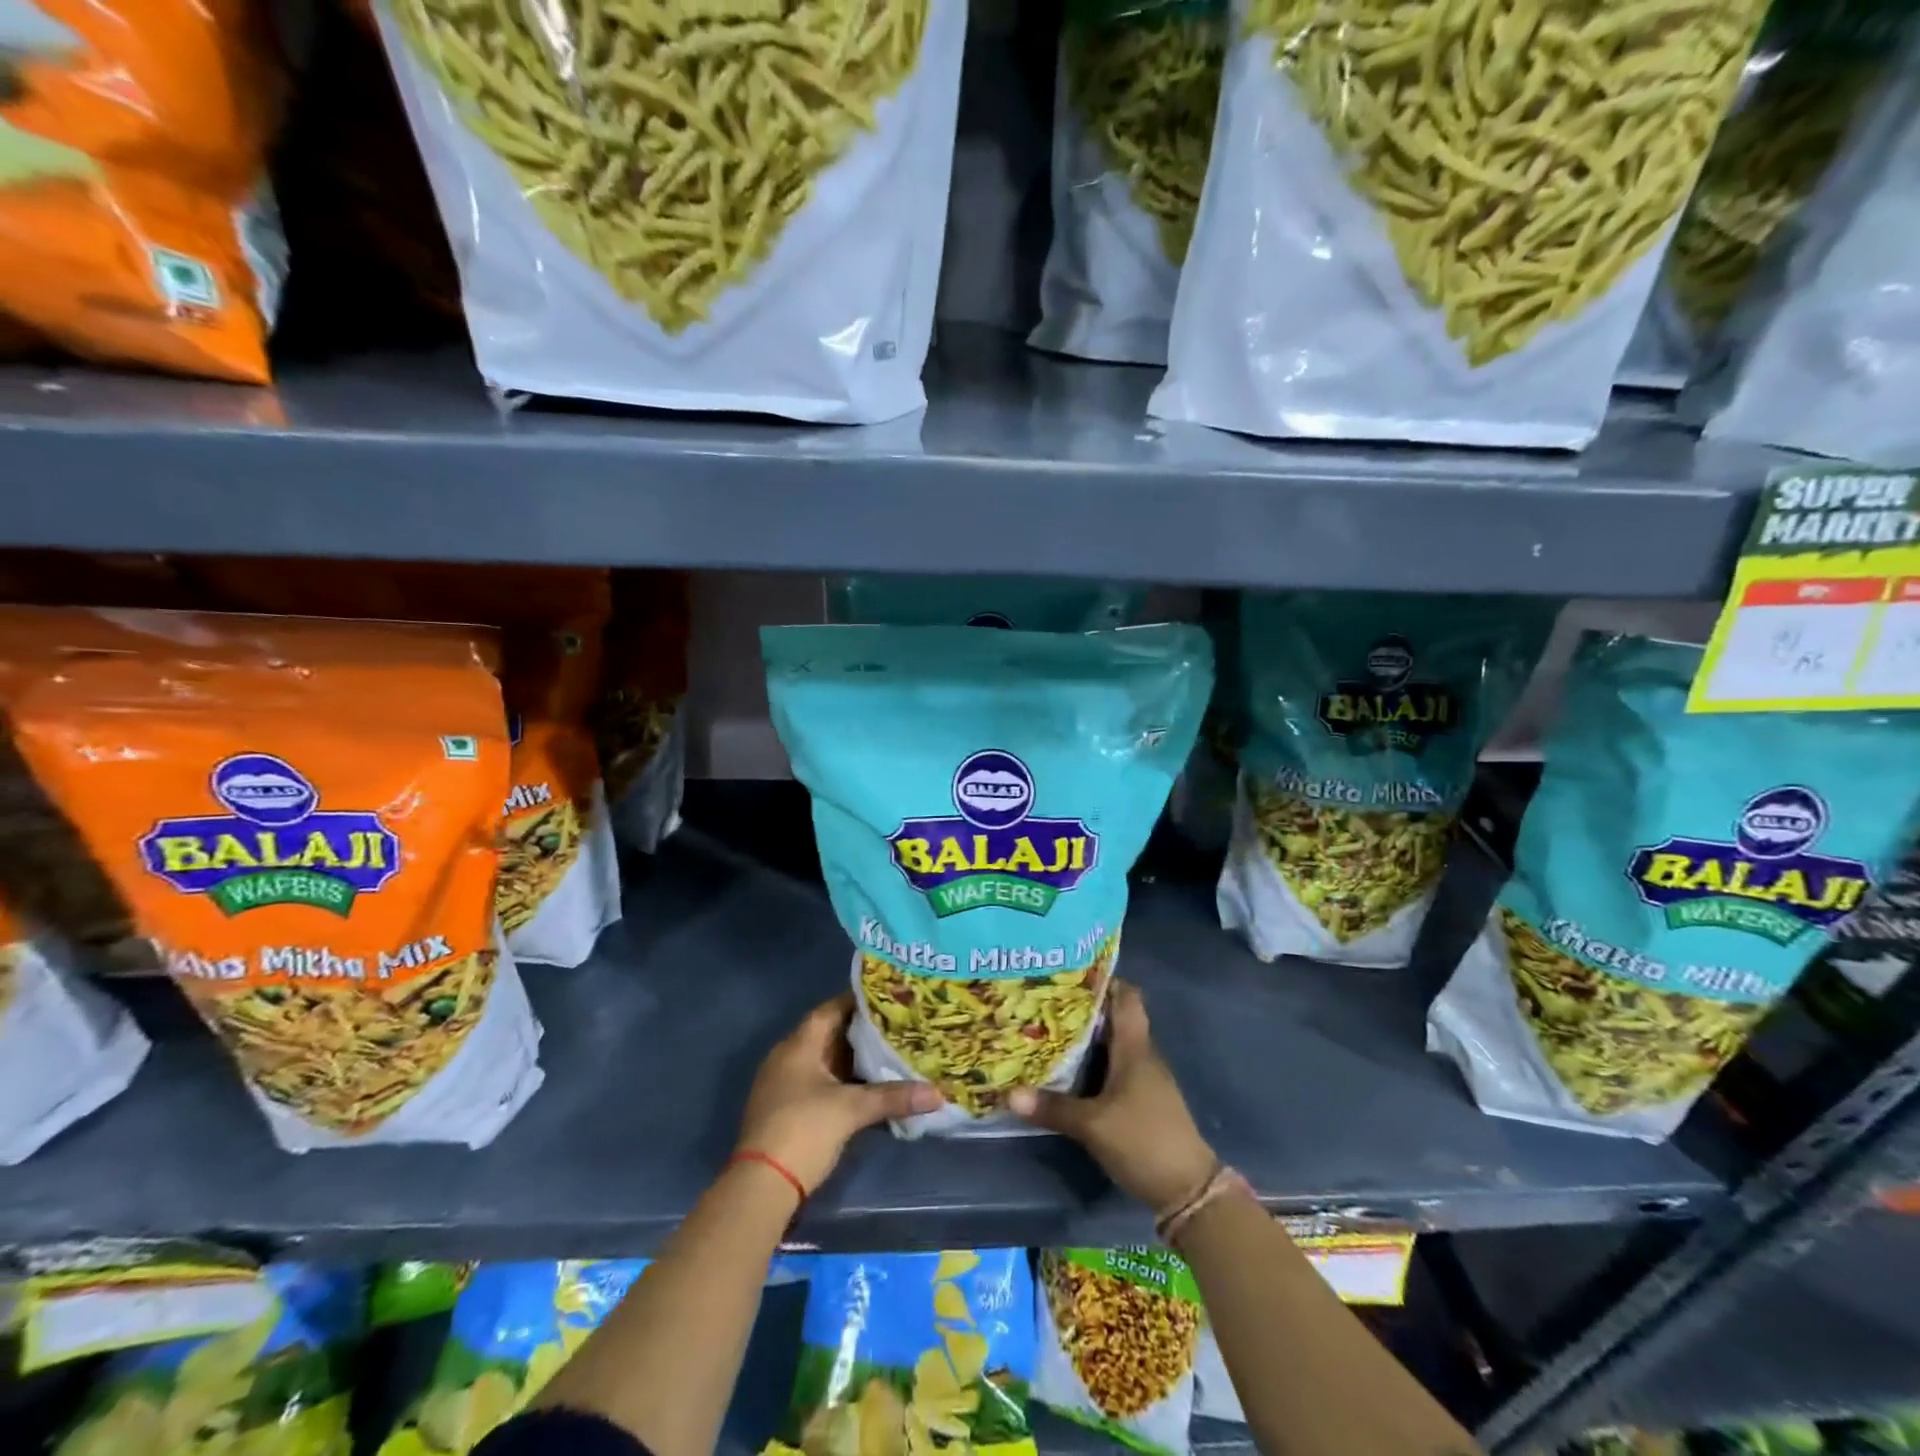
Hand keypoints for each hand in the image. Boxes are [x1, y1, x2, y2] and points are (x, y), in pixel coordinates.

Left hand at [736, 993, 942, 1194]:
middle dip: (862, 1031)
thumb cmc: (804, 1130)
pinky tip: (870, 1087)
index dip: (859, 1001)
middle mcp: (789, 1057)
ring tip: (890, 1052)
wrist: (761, 1187)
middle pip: (830, 1034)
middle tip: (897, 1026)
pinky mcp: (788, 1110)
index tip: (889, 998)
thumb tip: (937, 1094)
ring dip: (854, 1059)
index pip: (831, 1009)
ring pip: (827, 1061)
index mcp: (799, 1045)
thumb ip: (893, 1097)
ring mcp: (786, 1085)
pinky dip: (845, 1081)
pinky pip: (821, 1083)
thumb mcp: (852, 1110)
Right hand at [1008, 980, 1216, 1211]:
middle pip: (1116, 1018)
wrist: (1188, 1190)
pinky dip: (1095, 1062)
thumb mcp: (1093, 1125)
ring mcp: (1146, 1079)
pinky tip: (1070, 1070)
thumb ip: (1053, 1108)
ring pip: (1115, 1044)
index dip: (1103, 980)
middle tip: (1045, 1002)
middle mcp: (1143, 1055)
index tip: (1070, 974)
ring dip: (1088, 1037)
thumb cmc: (1143, 1141)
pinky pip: (1116, 1067)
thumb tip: (1009, 1093)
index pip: (1127, 997)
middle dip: (1084, 1009)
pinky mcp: (1144, 1100)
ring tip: (1049, 1031)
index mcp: (1135, 1047)